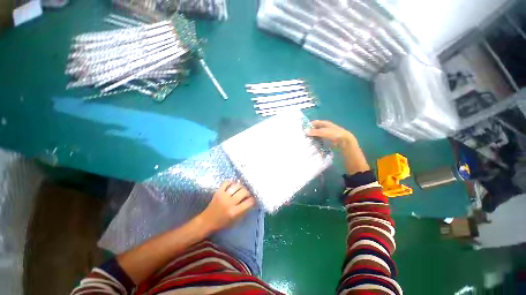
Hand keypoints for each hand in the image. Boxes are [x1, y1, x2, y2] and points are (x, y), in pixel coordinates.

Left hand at [199, 181, 255, 232]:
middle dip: (248, 192)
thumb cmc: (222, 223)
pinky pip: (226, 183)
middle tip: (248, 193)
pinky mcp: (218, 192)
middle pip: (244, 192)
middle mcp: (230, 203)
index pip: (249, 202)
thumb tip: (251, 201)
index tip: (253, 199)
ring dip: (241, 186)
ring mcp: (223, 196)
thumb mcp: (235, 220)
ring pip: (236, 186)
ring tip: (241, 188)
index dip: (253, 199)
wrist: (206, 222)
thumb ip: (243, 211)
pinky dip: (231, 182)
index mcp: (234, 212)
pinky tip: (233, 184)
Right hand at [306, 120, 356, 148]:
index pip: (314, 123)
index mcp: (324, 123)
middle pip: (315, 128)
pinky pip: (320, 139)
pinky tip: (313, 144)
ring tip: (306, 140)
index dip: (309, 125)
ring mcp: (326, 133)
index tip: (303, 129)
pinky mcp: (327, 139)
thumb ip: (314, 132)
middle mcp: (325, 127)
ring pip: (317, 134)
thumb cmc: (333, 134)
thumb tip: (305, 131)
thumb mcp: (323, 132)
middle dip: (310, 131)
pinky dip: (316, 140)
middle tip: (303, 136)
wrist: (344, 141)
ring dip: (313, 137)